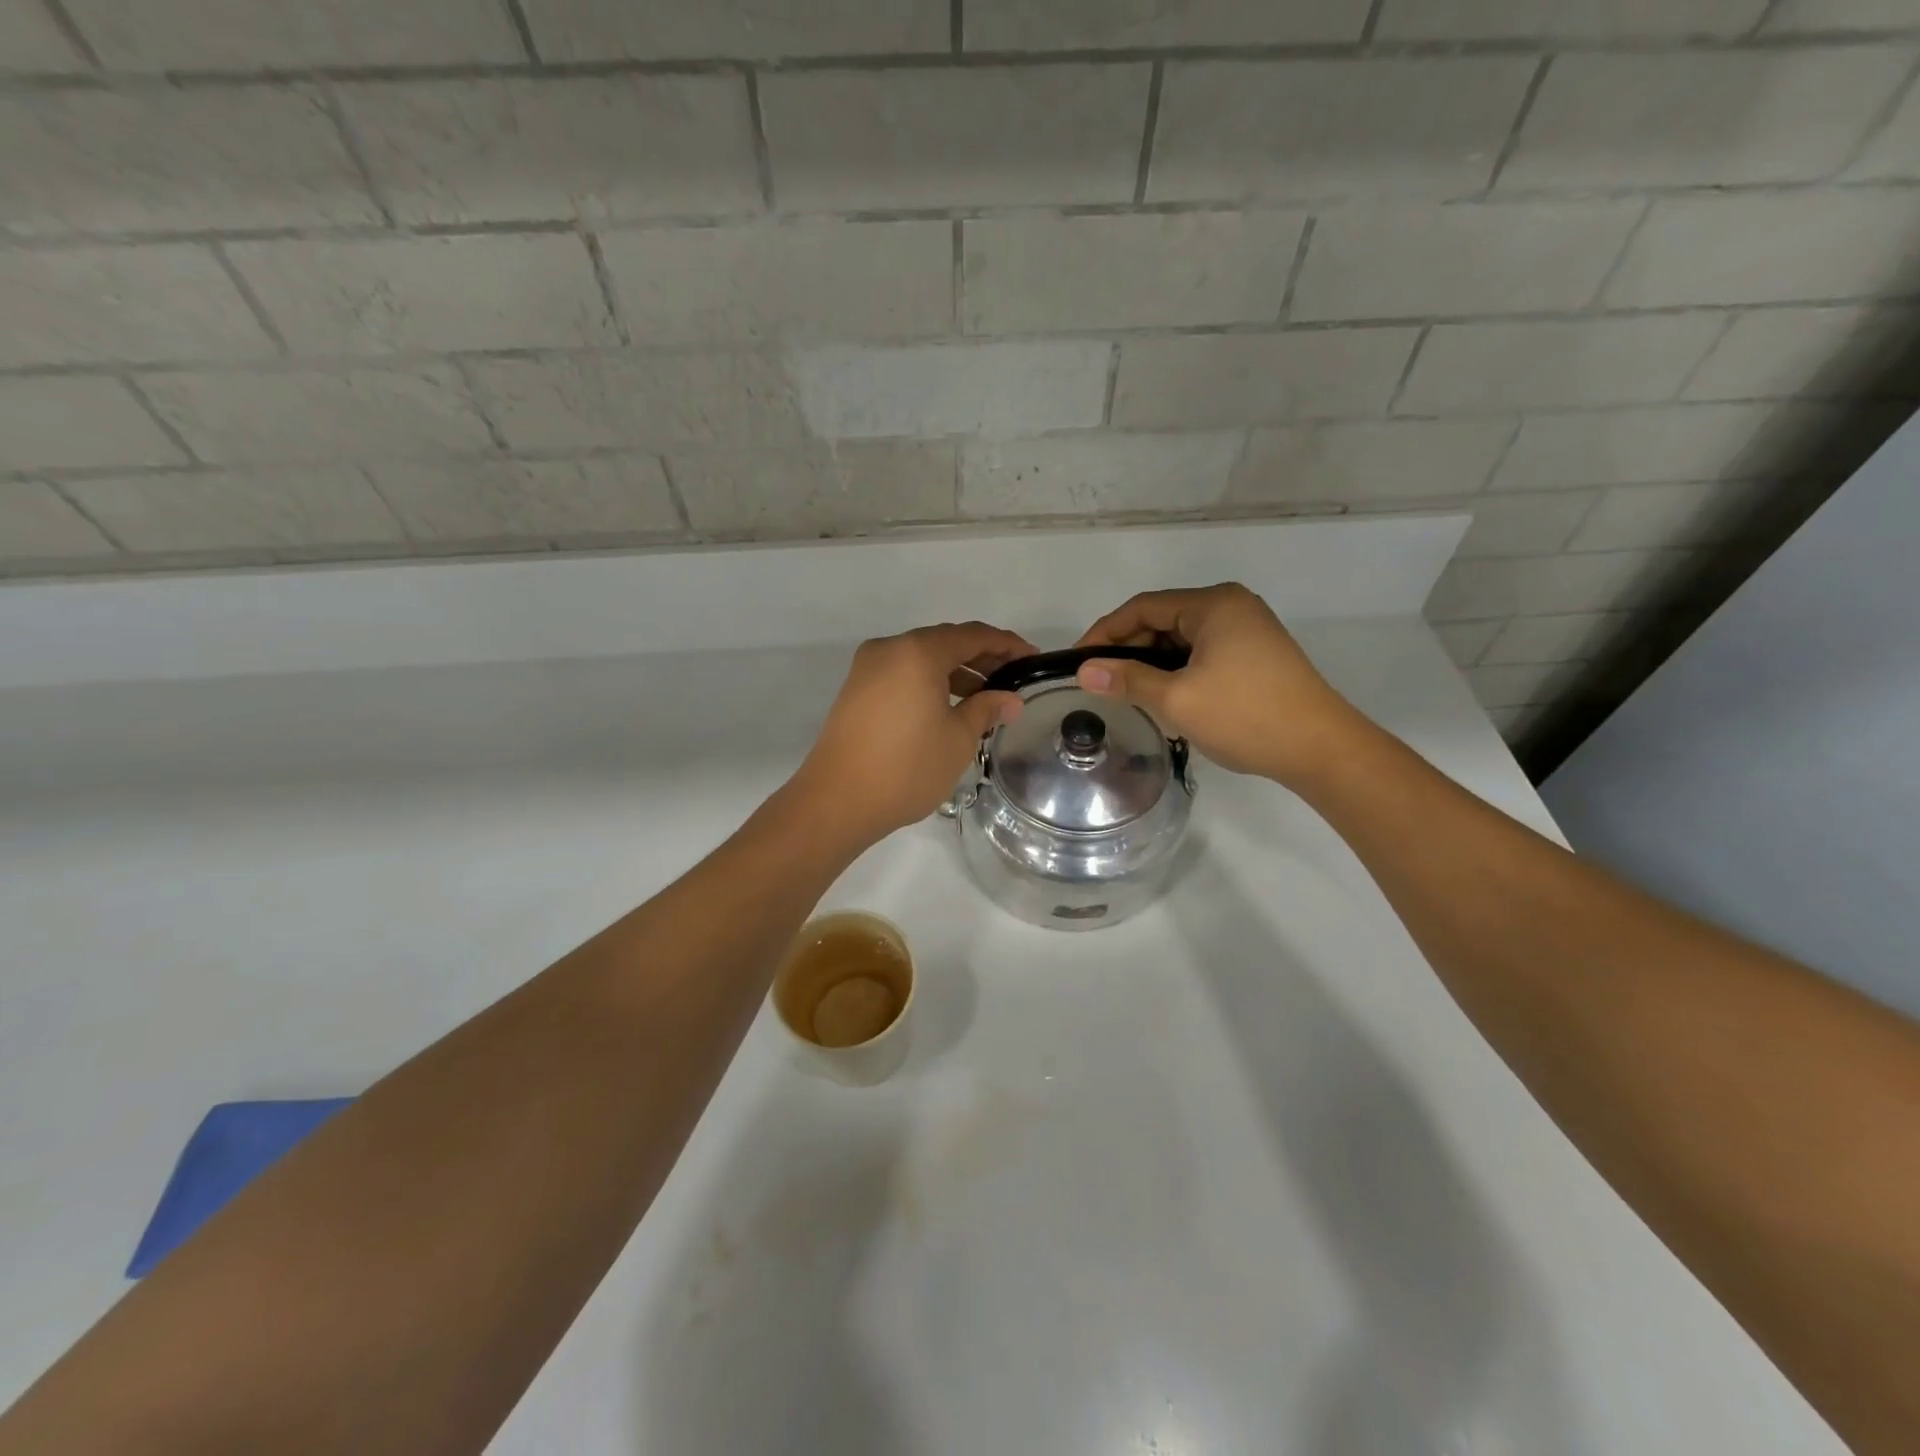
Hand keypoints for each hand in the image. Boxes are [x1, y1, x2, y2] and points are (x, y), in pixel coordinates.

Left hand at [794, 621, 1036, 847]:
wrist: (837, 801)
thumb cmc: (906, 768)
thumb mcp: (958, 739)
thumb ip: (987, 709)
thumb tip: (1011, 699)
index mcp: (918, 652)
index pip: (973, 635)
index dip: (1007, 645)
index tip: (1032, 659)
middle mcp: (890, 649)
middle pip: (945, 642)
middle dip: (981, 658)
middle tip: (1011, 680)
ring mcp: (867, 668)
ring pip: (921, 659)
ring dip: (955, 672)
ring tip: (984, 699)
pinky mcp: (856, 689)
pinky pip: (902, 674)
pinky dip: (929, 683)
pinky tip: (948, 707)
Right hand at [1074, 583, 1364, 785]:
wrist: (1320, 748)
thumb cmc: (1245, 716)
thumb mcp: (1177, 699)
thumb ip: (1127, 681)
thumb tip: (1084, 672)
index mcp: (1213, 604)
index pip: (1143, 607)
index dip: (1105, 632)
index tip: (1078, 662)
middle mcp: (1231, 607)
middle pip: (1163, 620)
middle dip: (1129, 650)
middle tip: (1101, 683)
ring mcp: (1247, 630)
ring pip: (1182, 640)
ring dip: (1152, 664)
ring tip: (1128, 694)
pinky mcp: (1256, 655)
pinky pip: (1202, 654)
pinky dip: (1177, 671)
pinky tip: (1164, 697)